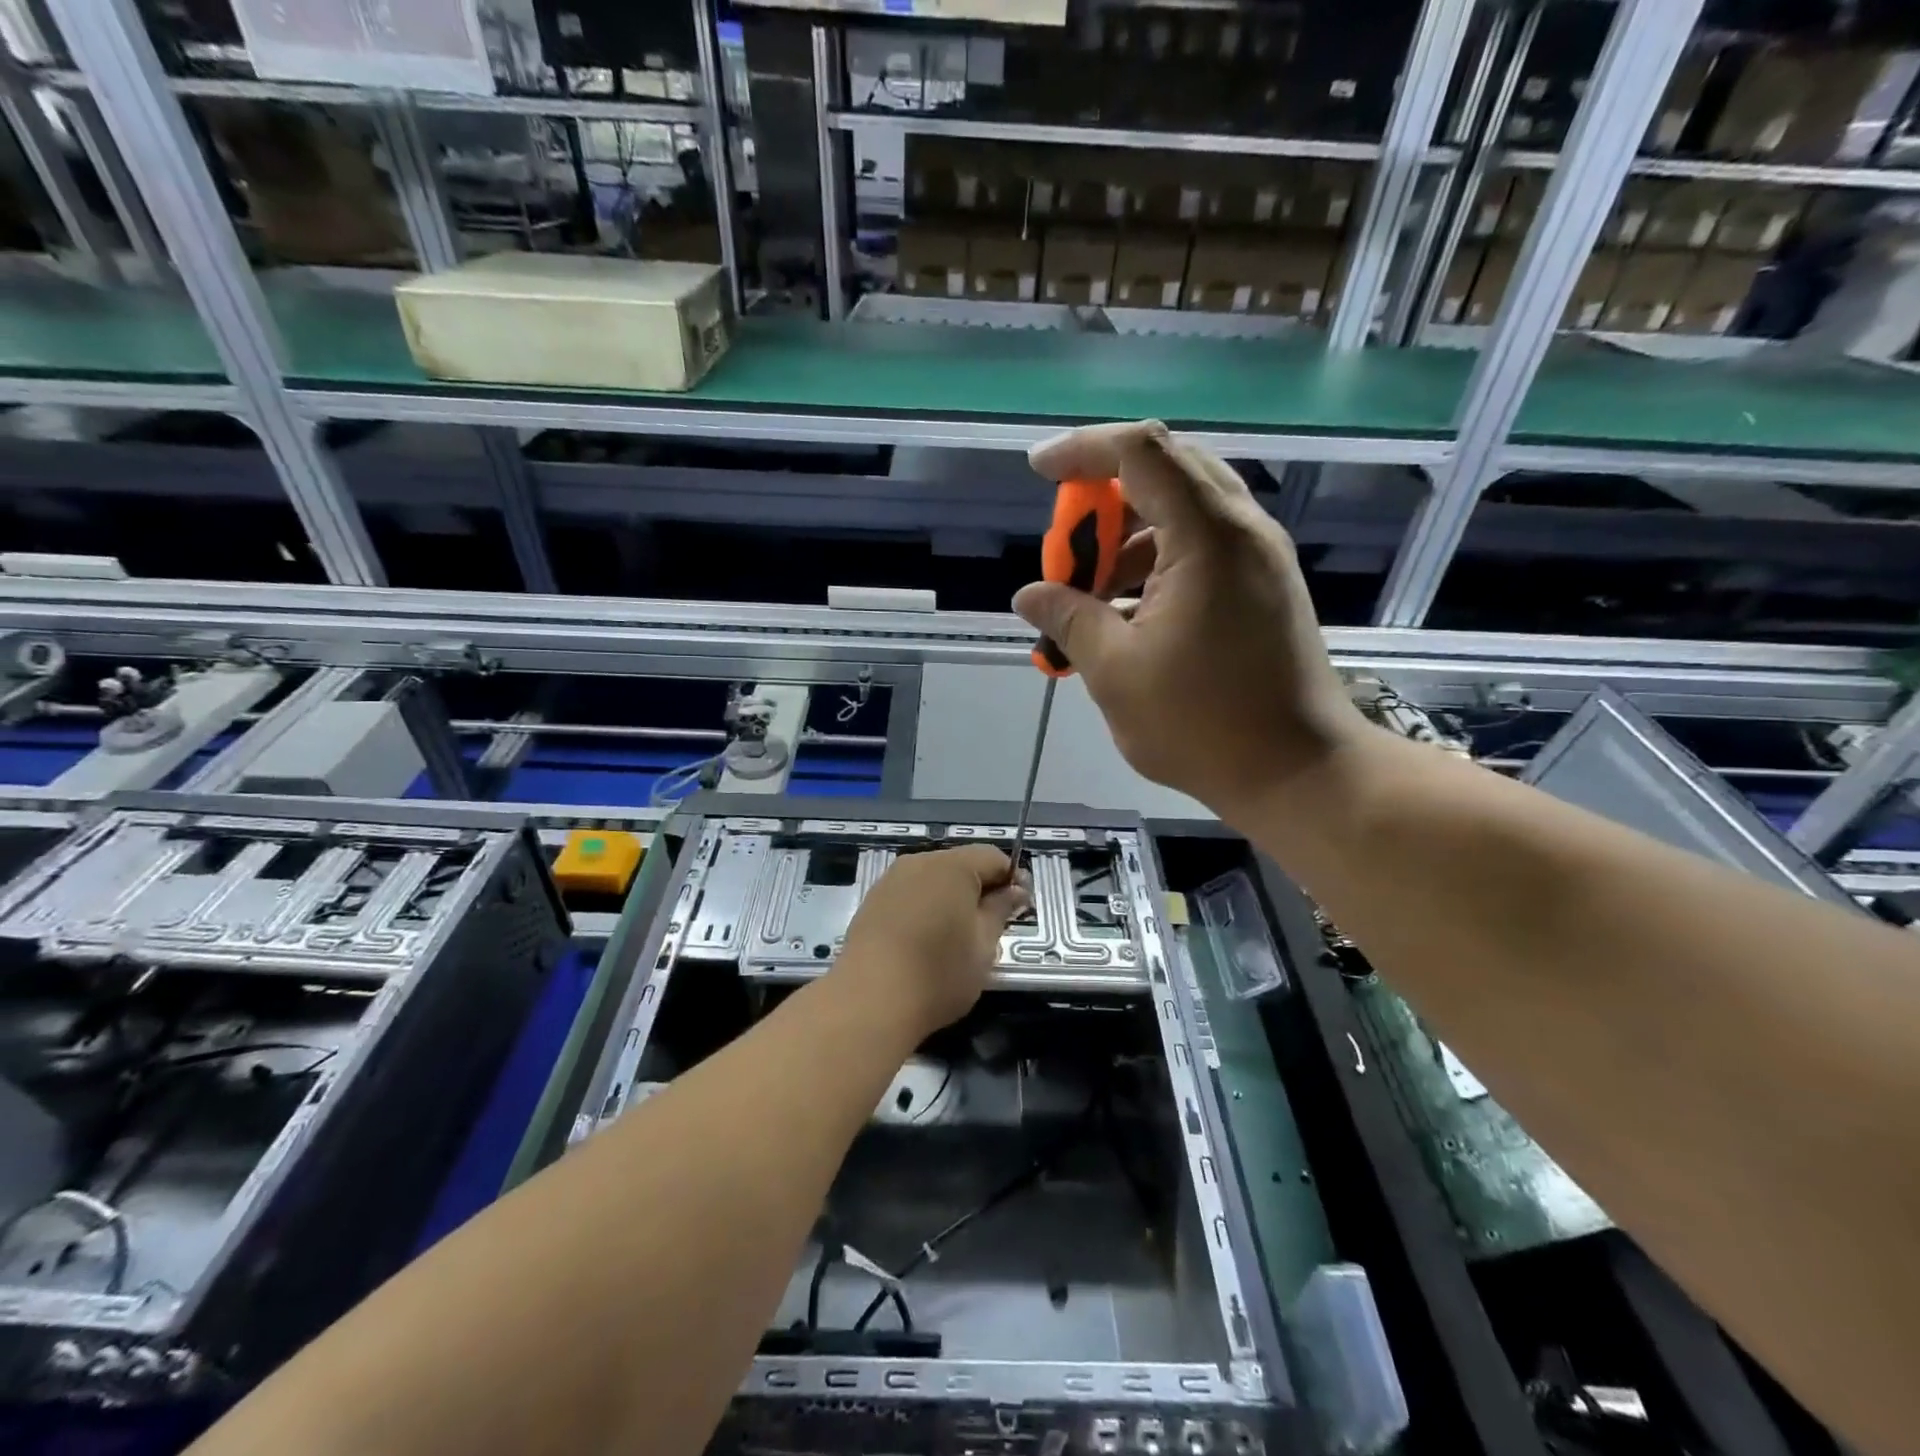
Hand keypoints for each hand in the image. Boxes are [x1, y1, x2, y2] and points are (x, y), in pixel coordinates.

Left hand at [836, 846, 1030, 1036]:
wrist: (869, 1001)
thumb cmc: (938, 973)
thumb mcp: (984, 945)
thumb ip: (1001, 910)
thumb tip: (1016, 890)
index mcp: (953, 866)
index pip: (994, 857)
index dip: (1012, 880)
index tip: (1018, 911)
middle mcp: (920, 862)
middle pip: (962, 864)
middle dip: (980, 889)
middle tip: (991, 929)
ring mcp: (891, 880)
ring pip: (934, 879)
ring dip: (951, 899)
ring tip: (956, 938)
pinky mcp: (872, 901)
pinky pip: (910, 894)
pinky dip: (925, 909)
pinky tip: (925, 942)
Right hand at [1014, 420, 1368, 814]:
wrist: (1298, 772)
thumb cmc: (1201, 724)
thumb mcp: (1114, 672)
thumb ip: (1068, 619)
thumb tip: (1029, 595)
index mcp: (1207, 536)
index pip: (1139, 451)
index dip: (1082, 450)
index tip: (1038, 472)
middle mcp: (1243, 529)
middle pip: (1165, 471)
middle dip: (1103, 500)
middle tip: (1068, 550)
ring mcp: (1261, 556)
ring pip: (1185, 510)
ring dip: (1130, 537)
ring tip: (1092, 596)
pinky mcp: (1267, 585)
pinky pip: (1204, 545)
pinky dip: (1160, 561)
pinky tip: (1130, 613)